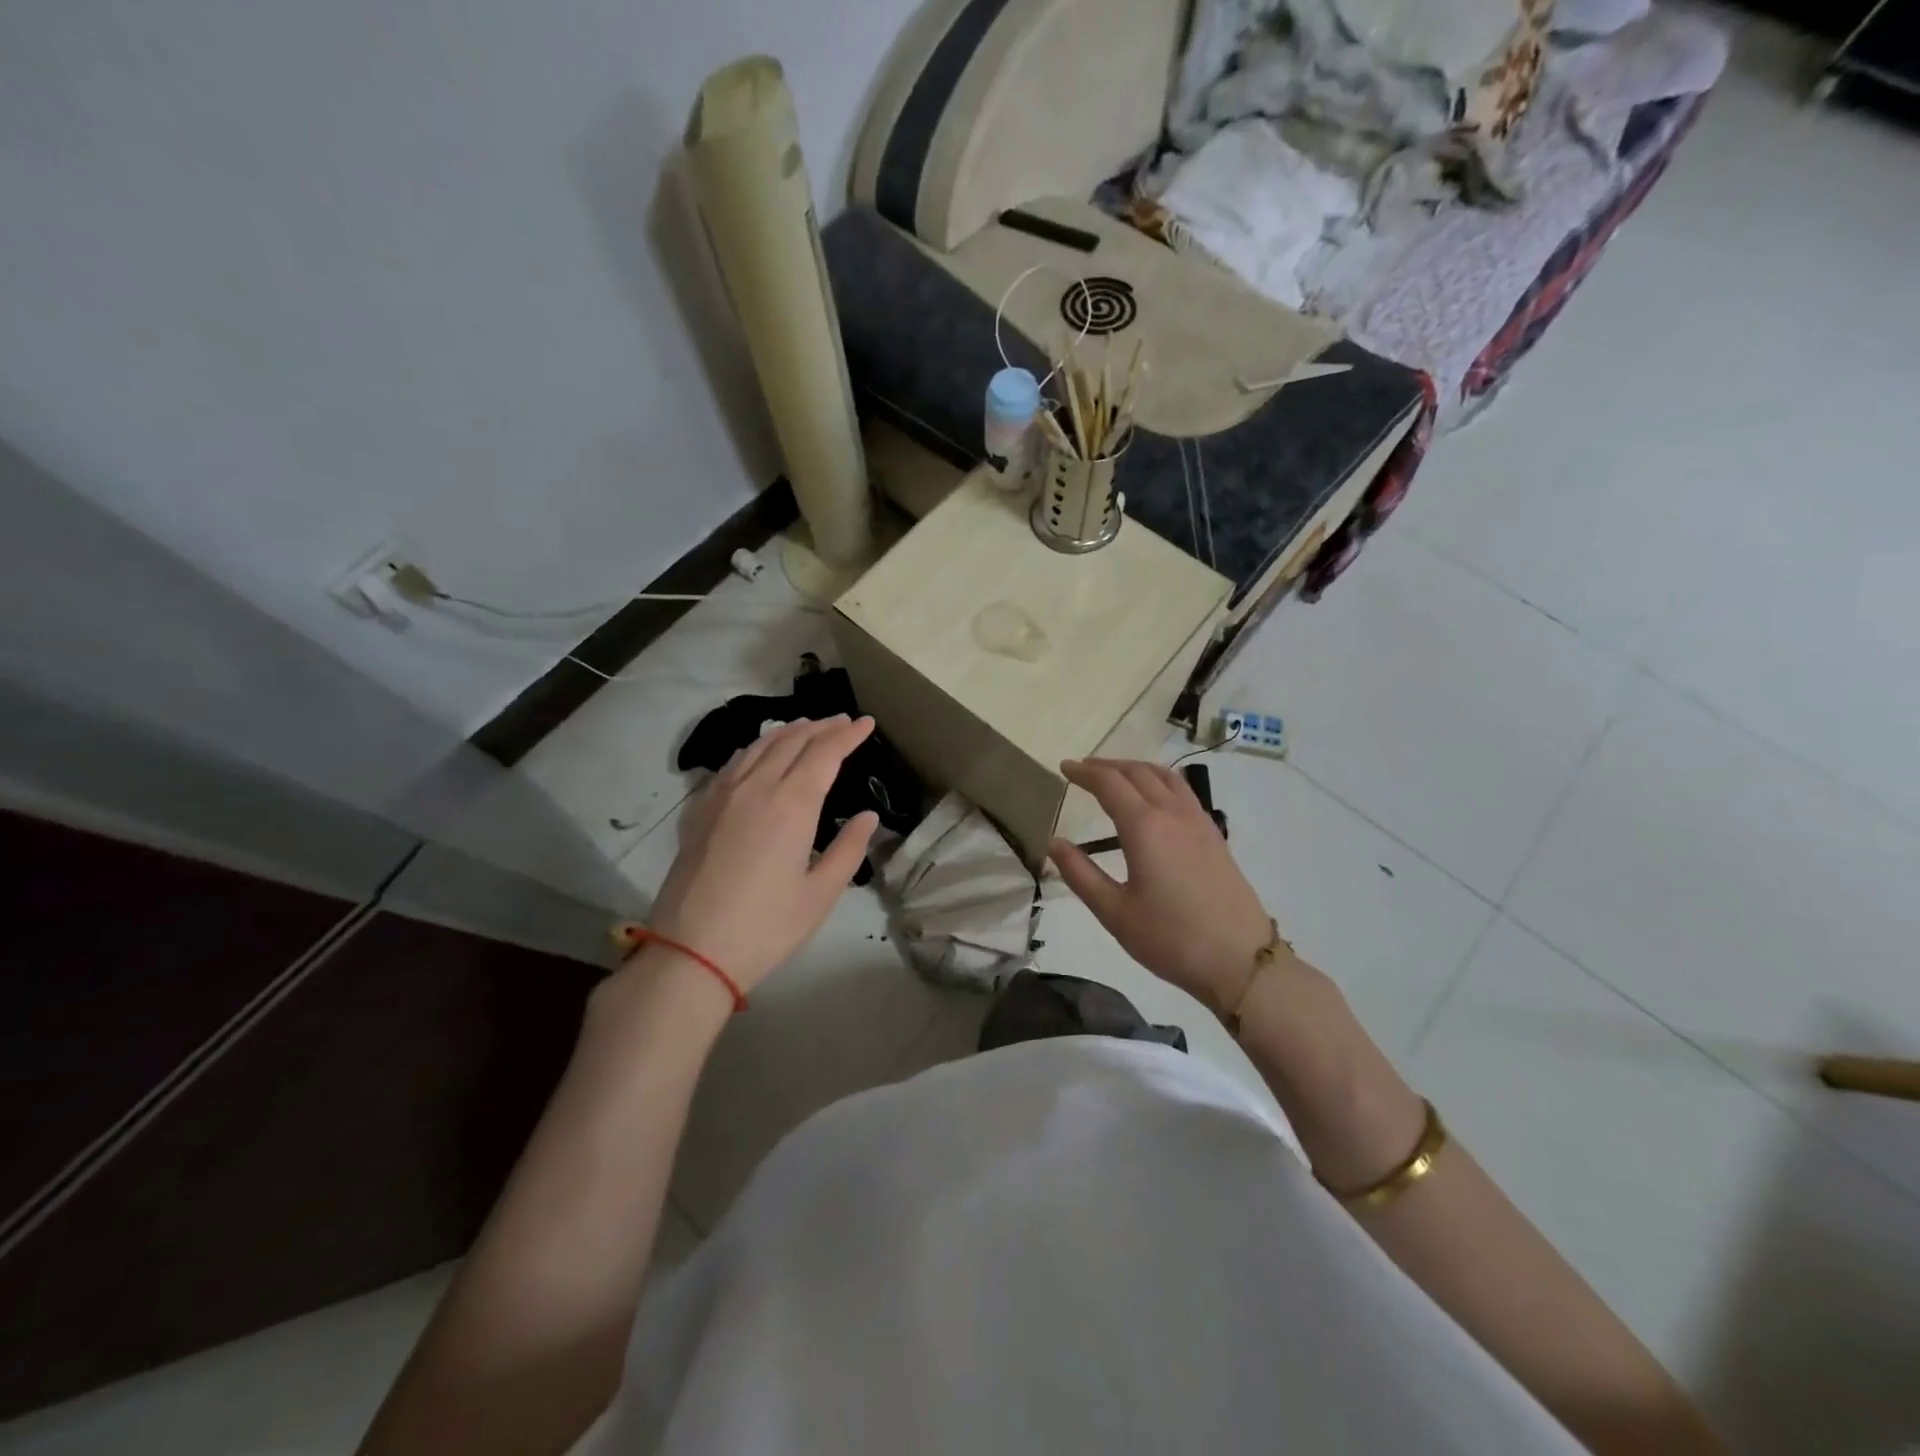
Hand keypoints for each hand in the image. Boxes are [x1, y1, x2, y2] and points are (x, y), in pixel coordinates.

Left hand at [644, 715, 879, 992]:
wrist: (690, 952)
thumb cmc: (765, 927)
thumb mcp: (820, 894)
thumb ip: (848, 849)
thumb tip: (866, 817)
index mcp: (792, 804)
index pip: (825, 753)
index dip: (848, 735)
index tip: (867, 723)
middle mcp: (756, 787)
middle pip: (792, 740)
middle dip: (821, 727)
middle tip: (842, 721)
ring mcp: (722, 795)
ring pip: (758, 746)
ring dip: (787, 732)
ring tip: (806, 727)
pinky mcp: (699, 810)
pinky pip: (732, 764)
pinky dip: (755, 749)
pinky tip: (758, 754)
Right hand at [1048, 758, 1273, 1011]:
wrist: (1241, 960)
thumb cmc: (1170, 938)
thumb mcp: (1114, 912)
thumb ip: (1080, 873)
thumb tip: (1053, 842)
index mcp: (1144, 827)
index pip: (1109, 783)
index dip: (1084, 772)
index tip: (1064, 767)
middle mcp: (1172, 813)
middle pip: (1137, 772)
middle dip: (1106, 765)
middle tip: (1082, 769)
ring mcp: (1198, 821)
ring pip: (1165, 776)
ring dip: (1135, 768)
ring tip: (1116, 775)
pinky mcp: (1214, 835)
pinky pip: (1183, 790)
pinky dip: (1159, 780)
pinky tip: (1154, 799)